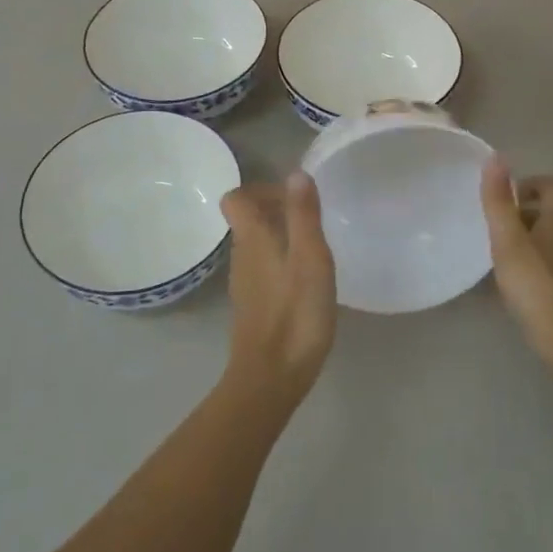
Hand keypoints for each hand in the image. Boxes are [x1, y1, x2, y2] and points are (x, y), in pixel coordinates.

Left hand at [220, 173, 337, 404]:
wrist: (271, 378)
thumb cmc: (295, 314)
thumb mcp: (310, 258)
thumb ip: (303, 215)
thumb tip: (295, 173)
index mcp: (252, 239)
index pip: (236, 198)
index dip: (261, 189)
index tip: (293, 197)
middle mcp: (242, 256)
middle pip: (248, 220)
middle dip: (277, 211)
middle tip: (313, 221)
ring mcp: (245, 284)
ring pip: (257, 245)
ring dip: (282, 237)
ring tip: (316, 249)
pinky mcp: (253, 307)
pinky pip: (264, 269)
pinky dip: (282, 263)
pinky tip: (308, 281)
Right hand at [479, 157, 552, 361]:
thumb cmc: (536, 283)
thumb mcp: (508, 239)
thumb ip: (498, 200)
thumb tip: (496, 157)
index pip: (552, 186)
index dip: (529, 183)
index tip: (502, 197)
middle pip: (546, 212)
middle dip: (518, 212)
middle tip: (490, 223)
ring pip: (543, 240)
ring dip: (519, 239)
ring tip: (491, 250)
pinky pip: (541, 265)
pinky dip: (523, 265)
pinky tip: (502, 281)